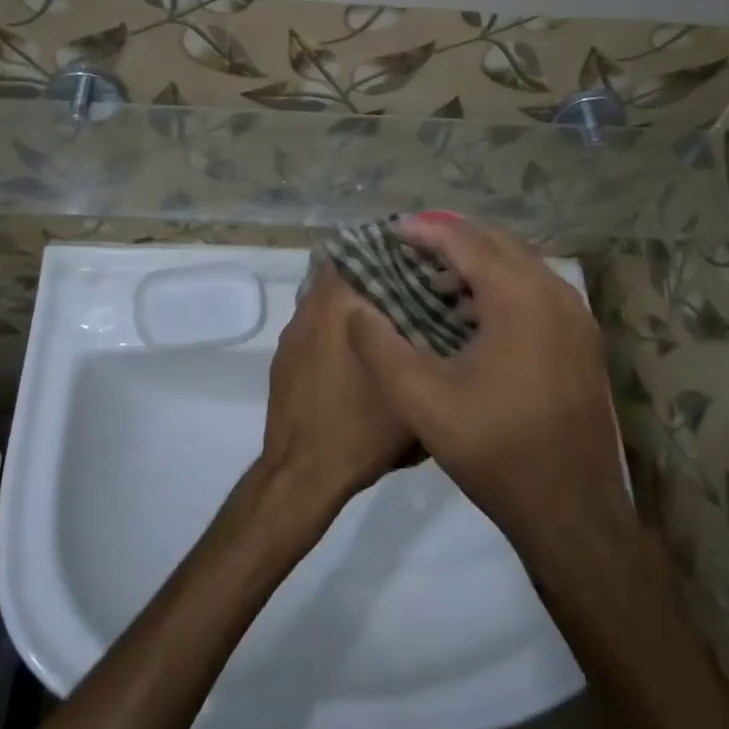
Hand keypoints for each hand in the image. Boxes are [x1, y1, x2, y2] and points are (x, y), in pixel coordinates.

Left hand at [260, 269, 417, 513]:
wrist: (302, 473)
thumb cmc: (359, 430)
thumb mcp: (409, 391)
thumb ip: (425, 348)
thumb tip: (444, 322)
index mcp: (338, 306)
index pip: (362, 255)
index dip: (391, 255)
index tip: (418, 262)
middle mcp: (310, 308)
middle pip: (343, 274)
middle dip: (374, 278)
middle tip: (410, 289)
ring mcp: (292, 333)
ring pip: (326, 300)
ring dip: (353, 303)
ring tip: (387, 320)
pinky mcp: (284, 357)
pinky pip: (313, 325)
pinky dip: (335, 327)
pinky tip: (357, 352)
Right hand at [348, 215, 636, 569]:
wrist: (573, 513)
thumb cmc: (496, 450)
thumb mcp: (422, 400)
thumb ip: (380, 347)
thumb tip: (353, 309)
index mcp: (519, 297)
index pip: (465, 241)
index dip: (425, 231)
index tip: (391, 232)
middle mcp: (555, 293)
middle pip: (497, 244)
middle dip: (452, 241)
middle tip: (411, 252)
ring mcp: (577, 318)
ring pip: (521, 266)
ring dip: (479, 264)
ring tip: (437, 283)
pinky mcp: (584, 341)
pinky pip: (538, 291)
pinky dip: (503, 287)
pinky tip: (475, 317)